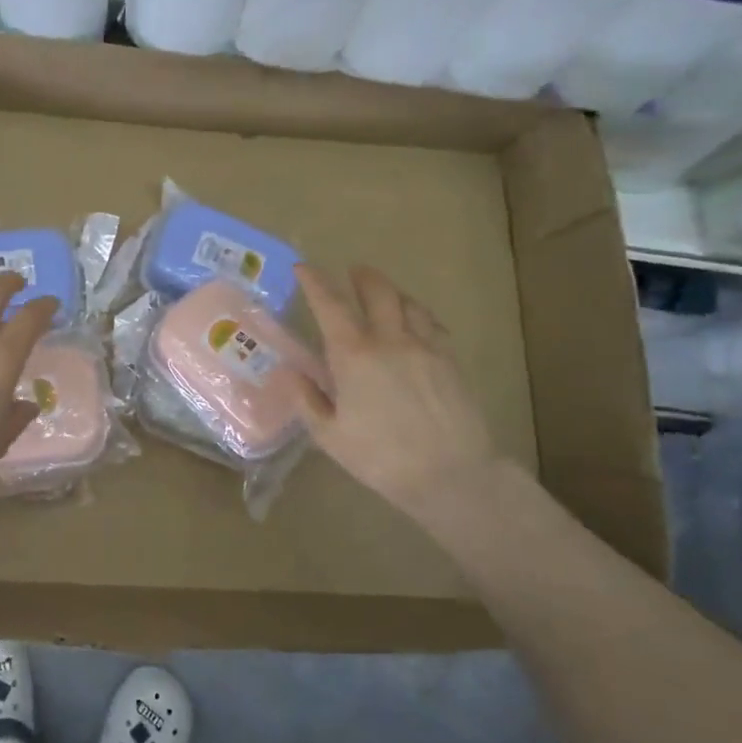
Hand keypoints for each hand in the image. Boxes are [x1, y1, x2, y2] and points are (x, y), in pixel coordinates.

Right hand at [292, 264, 498, 514]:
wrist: (449, 475)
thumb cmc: (380, 457)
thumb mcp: (329, 435)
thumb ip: (307, 400)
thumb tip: (290, 373)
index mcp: (354, 356)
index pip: (330, 306)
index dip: (315, 282)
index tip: (304, 267)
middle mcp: (390, 340)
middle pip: (378, 292)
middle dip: (363, 277)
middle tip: (353, 271)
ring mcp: (426, 348)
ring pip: (409, 304)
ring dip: (392, 293)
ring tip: (385, 295)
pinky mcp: (451, 362)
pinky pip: (433, 325)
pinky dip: (418, 315)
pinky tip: (417, 325)